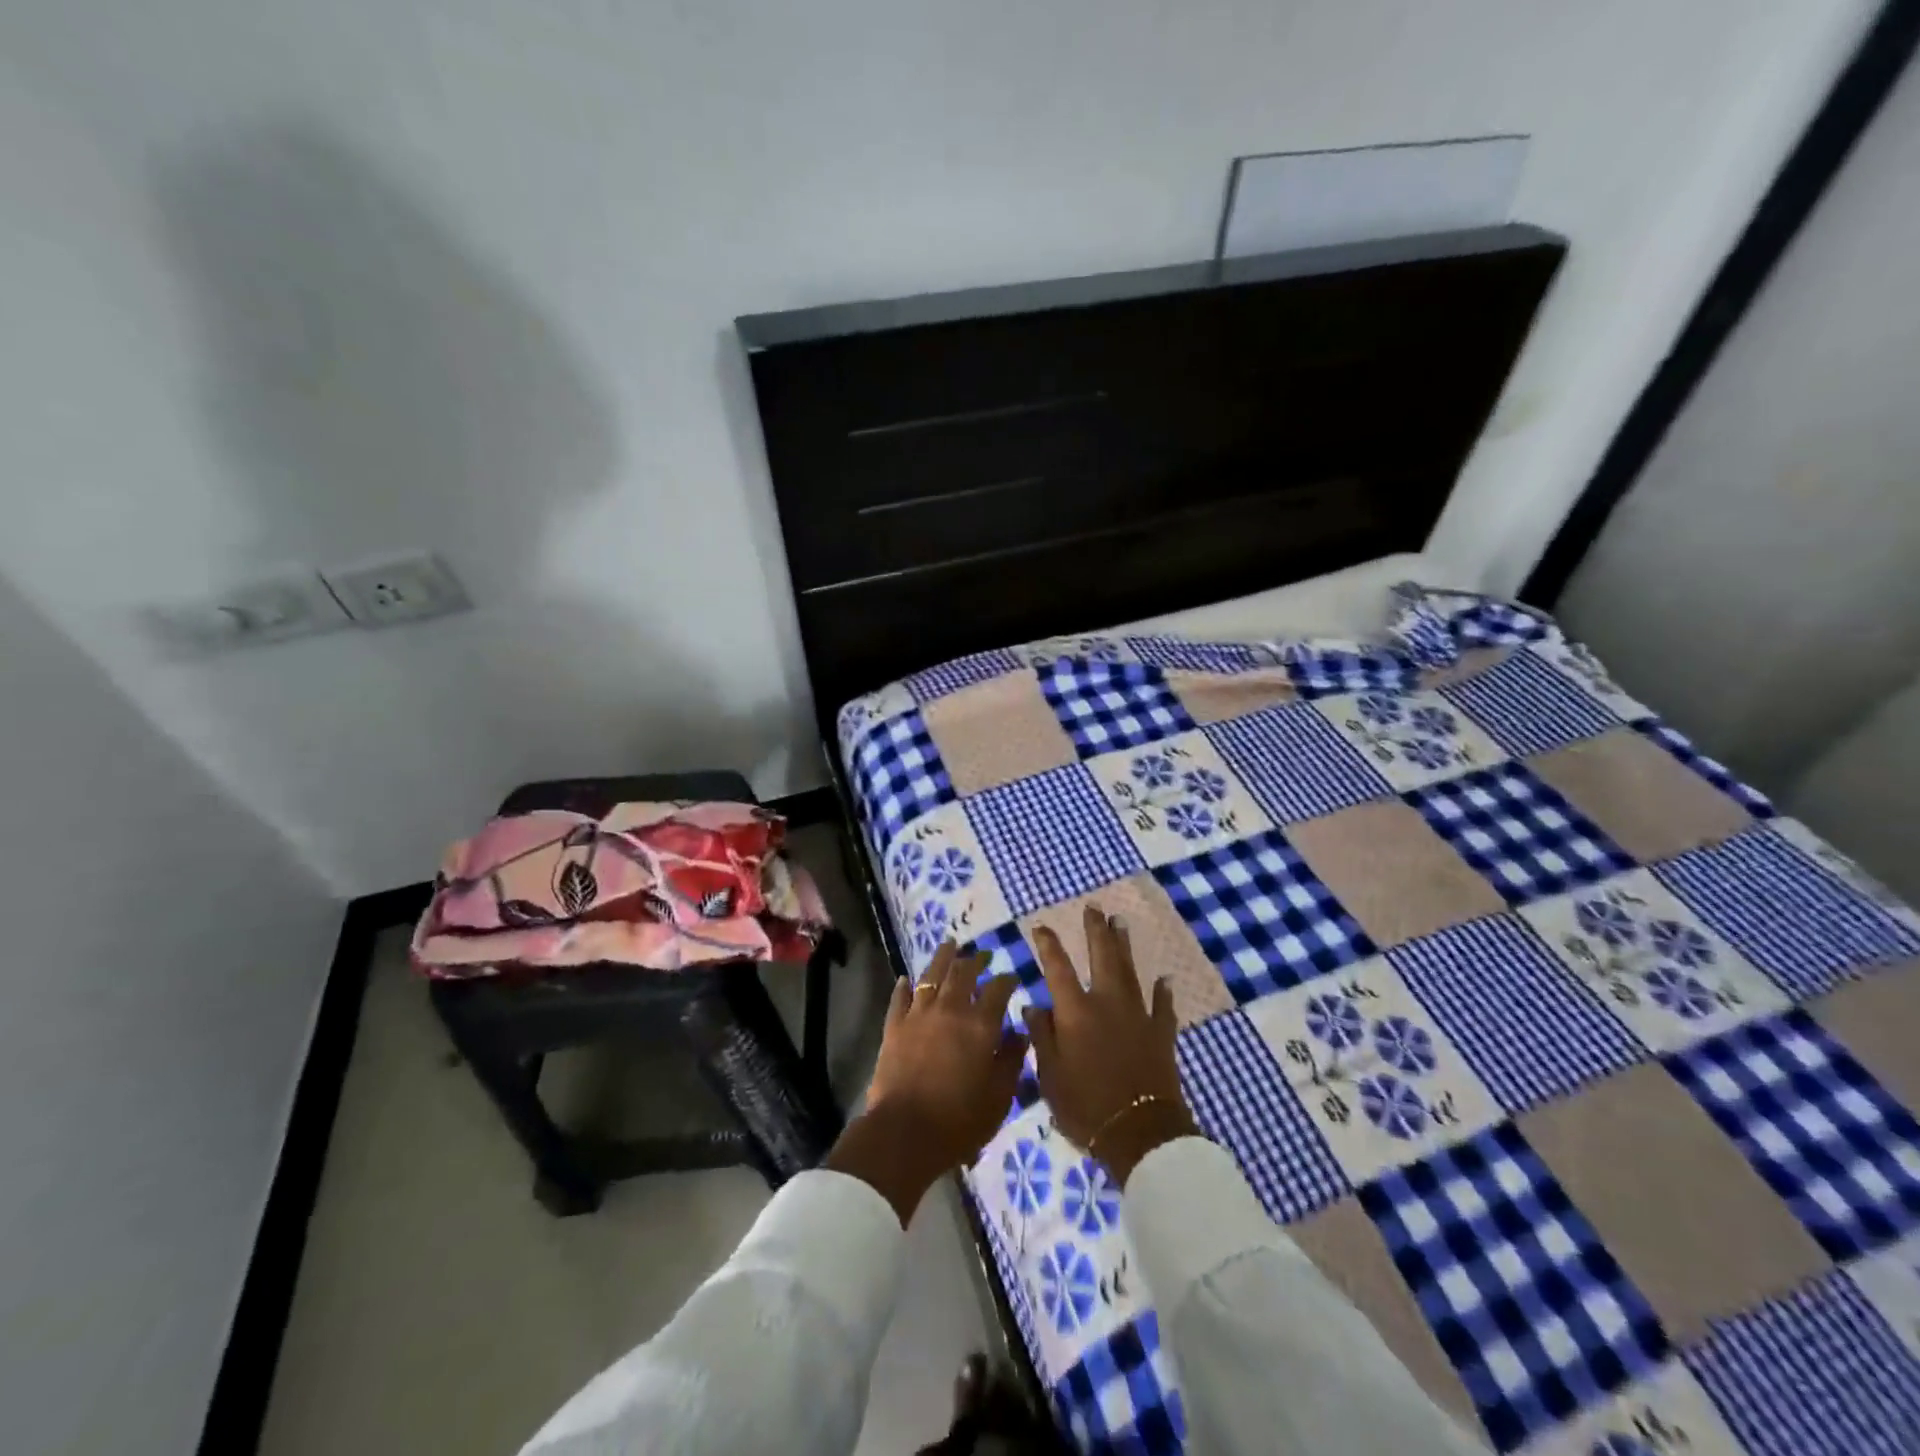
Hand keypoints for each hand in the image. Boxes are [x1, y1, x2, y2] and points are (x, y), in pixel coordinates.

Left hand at [827, 943, 1027, 1223]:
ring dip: (942, 958)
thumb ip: (1012, 1060)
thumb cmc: (959, 1120)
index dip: (1007, 980)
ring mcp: (919, 1015)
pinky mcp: (894, 1026)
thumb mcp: (999, 1097)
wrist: (905, 1132)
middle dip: (975, 960)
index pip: (998, 989)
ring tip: (949, 945)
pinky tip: (906, 978)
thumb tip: (1019, 1032)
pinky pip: (899, 998)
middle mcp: (950, 1009)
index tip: (1012, 977)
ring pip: (931, 975)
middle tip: (982, 956)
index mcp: (981, 1025)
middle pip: (963, 973)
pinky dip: (904, 986)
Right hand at [1024, 906, 1197, 1185]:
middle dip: (1095, 931)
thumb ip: (1042, 1037)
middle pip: (1101, 957)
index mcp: (1075, 1012)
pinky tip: (1163, 979)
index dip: (1048, 945)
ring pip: (1130, 971)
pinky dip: (1162, 992)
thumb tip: (1034, 1006)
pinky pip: (1162, 1006)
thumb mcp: (1049, 1076)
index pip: (1057, 968)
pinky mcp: (1161, 1033)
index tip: (1041, 927)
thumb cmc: (1085, 1106)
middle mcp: (1106, 1003)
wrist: (1140, 1133)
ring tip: (1120, 924)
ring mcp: (1138, 1015)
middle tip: (1094, 908)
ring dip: (1124, 946)